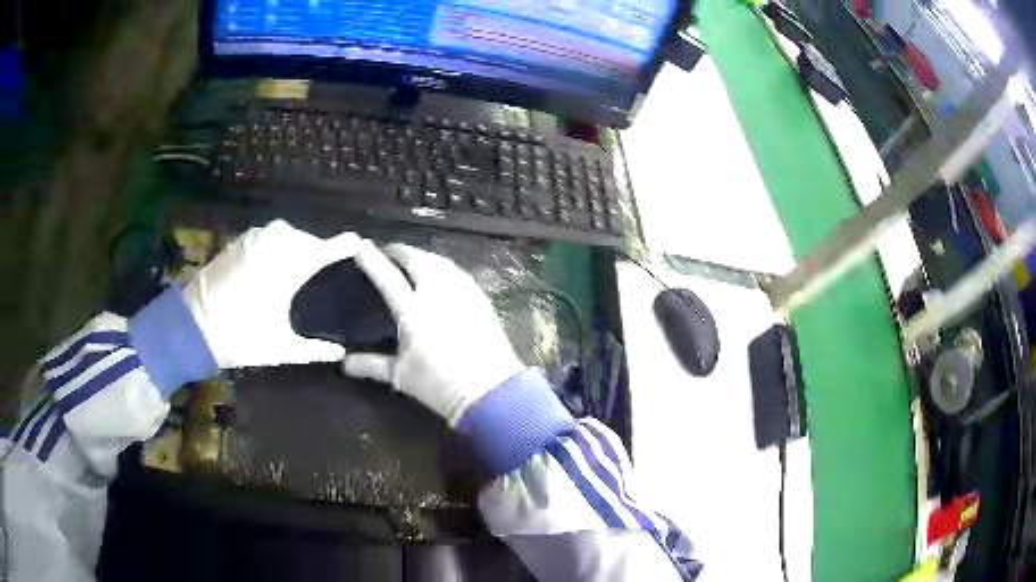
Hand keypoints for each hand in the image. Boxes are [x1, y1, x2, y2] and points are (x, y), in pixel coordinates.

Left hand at [183, 220, 363, 367]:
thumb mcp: (281, 348)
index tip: (358, 243)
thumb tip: (340, 353)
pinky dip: (275, 245)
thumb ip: (314, 350)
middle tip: (321, 268)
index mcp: (290, 266)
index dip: (343, 246)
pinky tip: (272, 263)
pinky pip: (267, 236)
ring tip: (297, 265)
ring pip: (286, 234)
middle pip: (306, 239)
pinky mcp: (239, 242)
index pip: (326, 249)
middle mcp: (275, 244)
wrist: (194, 324)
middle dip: (316, 249)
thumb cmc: (241, 336)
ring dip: (295, 245)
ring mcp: (255, 239)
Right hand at [342, 244, 523, 425]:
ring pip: (440, 262)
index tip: (362, 246)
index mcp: (413, 311)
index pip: (388, 277)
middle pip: (417, 260)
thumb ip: (371, 364)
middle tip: (390, 252)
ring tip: (413, 259)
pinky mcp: (480, 298)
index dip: (373, 260)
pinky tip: (442, 274)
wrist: (489, 390)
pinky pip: (458, 273)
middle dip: (401, 251)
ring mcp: (462, 293)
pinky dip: (444, 267)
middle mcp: (437, 294)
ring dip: (423, 256)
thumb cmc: (439, 384)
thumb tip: (344, 364)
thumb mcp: (401, 376)